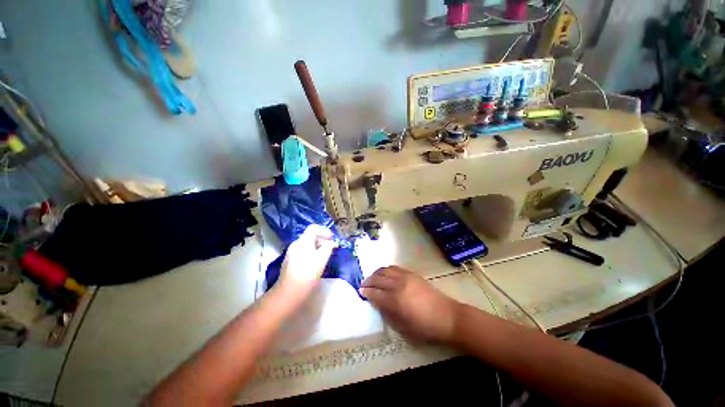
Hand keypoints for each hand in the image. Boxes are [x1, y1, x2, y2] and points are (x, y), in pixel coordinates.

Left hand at [278, 224, 337, 296]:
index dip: (324, 231)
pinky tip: (316, 263)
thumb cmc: (308, 273)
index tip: (332, 238)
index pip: (313, 228)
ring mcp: (291, 253)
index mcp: (303, 241)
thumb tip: (332, 243)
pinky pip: (303, 252)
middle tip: (331, 247)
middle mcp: (296, 244)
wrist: (289, 292)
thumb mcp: (322, 259)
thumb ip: (328, 247)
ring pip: (307, 245)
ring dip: (317, 247)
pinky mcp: (290, 262)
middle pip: (310, 236)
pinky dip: (311, 253)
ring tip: (325, 255)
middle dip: (322, 239)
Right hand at [360, 266, 459, 343]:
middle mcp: (398, 285)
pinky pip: (395, 268)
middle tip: (363, 284)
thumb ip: (388, 314)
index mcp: (395, 301)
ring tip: (372, 278)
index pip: (375, 293)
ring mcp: (405, 277)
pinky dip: (386, 269)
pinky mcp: (412, 273)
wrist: (447, 316)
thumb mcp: (403, 328)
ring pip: (385, 270)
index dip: (366, 292)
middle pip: (378, 279)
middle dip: (368, 281)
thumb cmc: (425, 327)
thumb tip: (378, 304)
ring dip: (376, 273)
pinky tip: (385, 273)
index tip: (361, 292)